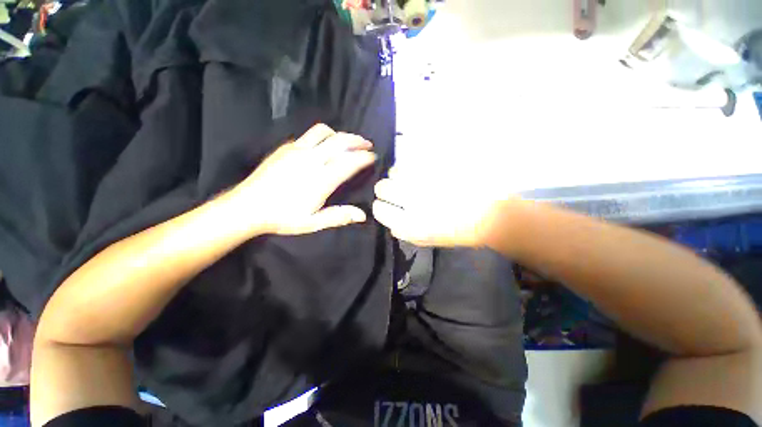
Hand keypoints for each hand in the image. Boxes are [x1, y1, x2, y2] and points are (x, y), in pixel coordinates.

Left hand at [226, 124, 375, 235]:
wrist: (247, 207)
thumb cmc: (282, 217)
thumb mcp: (313, 222)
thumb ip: (338, 216)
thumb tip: (362, 215)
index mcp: (320, 180)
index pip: (349, 162)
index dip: (364, 157)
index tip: (373, 156)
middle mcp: (311, 160)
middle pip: (340, 141)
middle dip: (357, 140)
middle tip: (367, 143)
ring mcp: (296, 150)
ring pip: (324, 132)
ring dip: (340, 134)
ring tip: (348, 141)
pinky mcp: (285, 147)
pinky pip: (309, 136)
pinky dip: (323, 137)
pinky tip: (324, 146)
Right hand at [372, 170, 505, 246]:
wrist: (490, 214)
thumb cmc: (457, 231)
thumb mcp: (426, 240)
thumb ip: (404, 231)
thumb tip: (391, 223)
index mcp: (408, 224)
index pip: (378, 209)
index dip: (381, 206)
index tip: (388, 204)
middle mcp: (411, 201)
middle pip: (382, 187)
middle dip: (387, 189)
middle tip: (399, 190)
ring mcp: (423, 181)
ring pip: (395, 171)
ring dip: (400, 175)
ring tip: (413, 179)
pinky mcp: (434, 166)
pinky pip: (413, 161)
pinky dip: (413, 165)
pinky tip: (423, 171)